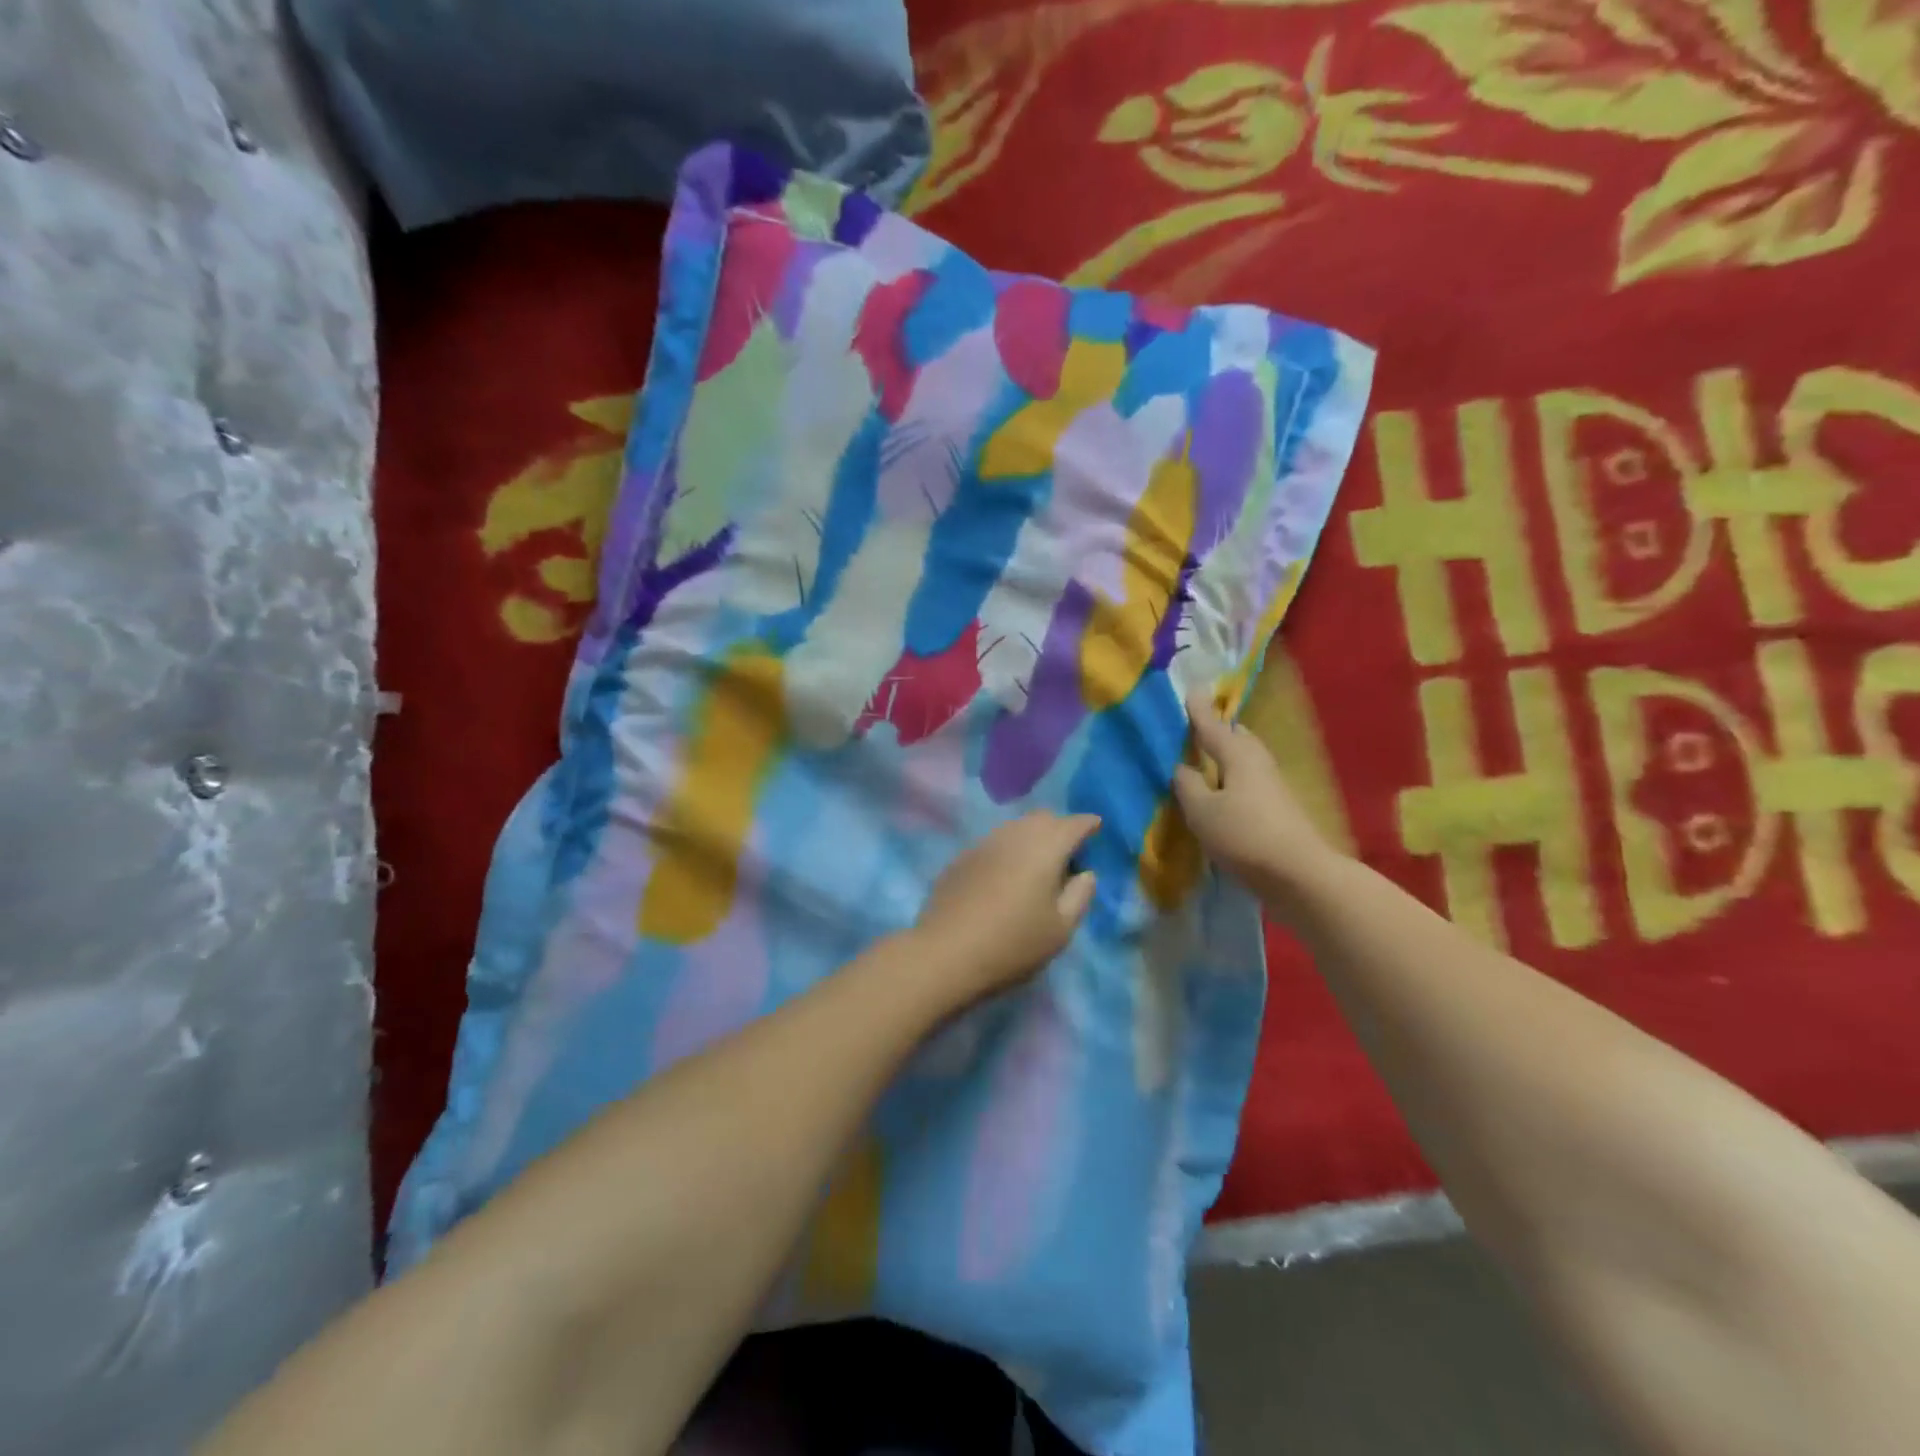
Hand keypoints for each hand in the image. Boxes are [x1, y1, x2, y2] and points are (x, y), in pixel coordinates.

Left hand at [913, 812, 1099, 1003]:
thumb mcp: (1060, 929)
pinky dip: (1008, 850)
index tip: (1096, 828)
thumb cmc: (1013, 944)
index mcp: (1045, 848)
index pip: (1073, 824)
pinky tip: (1006, 875)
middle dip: (1060, 827)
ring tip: (1038, 864)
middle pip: (1043, 818)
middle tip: (1069, 852)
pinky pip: (994, 843)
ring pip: (1015, 827)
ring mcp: (983, 844)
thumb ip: (1079, 895)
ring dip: (1032, 837)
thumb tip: (1085, 873)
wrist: (945, 953)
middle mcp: (1014, 835)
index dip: (1088, 824)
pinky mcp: (961, 858)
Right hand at [1174, 694, 1336, 894]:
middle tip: (1201, 726)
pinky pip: (1251, 782)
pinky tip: (1224, 792)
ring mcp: (1274, 787)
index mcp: (1239, 756)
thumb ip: (1188, 786)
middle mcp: (1259, 764)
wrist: (1298, 875)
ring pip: (1247, 760)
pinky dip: (1235, 779)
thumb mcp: (1202, 811)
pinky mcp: (1279, 810)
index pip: (1213, 727)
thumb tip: (1182, 767)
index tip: (1191, 691)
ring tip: (1209, 758)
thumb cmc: (1244, 835)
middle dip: (1221, 731)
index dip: (1199, 712)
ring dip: (1229, 756)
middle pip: (1239, 739)